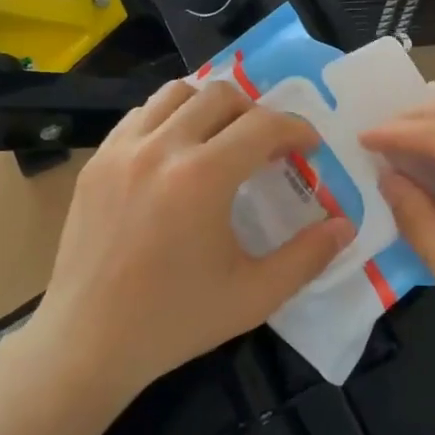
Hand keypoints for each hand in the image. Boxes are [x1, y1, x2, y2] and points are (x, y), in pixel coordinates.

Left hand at [24, 79, 353, 415]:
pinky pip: (140, 116)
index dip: (295, 129)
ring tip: (221, 139)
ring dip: (209, 106)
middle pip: (220, 95)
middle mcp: (161, 148)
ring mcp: (121, 150)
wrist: (88, 341)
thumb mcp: (253, 296)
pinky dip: (168, 119)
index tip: (308, 148)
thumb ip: (307, 257)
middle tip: (267, 146)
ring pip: (175, 93)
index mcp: (203, 177)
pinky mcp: (97, 161)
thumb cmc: (176, 321)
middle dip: (255, 112)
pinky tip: (176, 154)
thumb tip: (346, 226)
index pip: (262, 125)